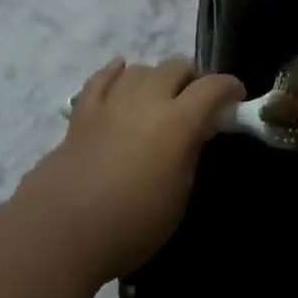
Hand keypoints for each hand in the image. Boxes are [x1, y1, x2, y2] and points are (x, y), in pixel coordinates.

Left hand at [14, 57, 243, 281]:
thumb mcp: (179, 196)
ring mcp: (110, 103)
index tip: (236, 99)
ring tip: (160, 96)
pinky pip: (100, 80)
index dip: (229, 88)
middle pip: (175, 66)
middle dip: (192, 78)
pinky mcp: (81, 114)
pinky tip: (121, 72)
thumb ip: (190, 155)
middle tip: (196, 102)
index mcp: (178, 122)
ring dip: (156, 77)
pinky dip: (115, 73)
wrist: (61, 231)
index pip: (212, 87)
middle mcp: (146, 101)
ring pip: (140, 69)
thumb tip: (193, 135)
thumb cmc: (132, 223)